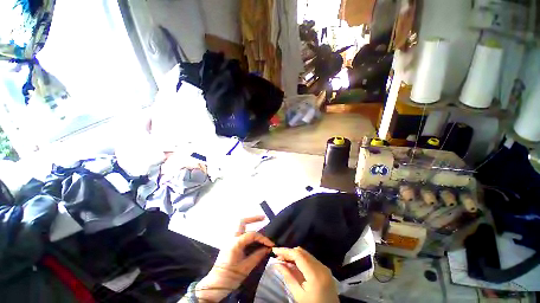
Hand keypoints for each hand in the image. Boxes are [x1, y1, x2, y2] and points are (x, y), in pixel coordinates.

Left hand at [195, 216, 272, 301]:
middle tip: (263, 218)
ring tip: (260, 222)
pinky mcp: (230, 243)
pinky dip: (247, 229)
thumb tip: (268, 248)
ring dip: (250, 222)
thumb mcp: (246, 268)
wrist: (214, 285)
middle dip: (253, 218)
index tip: (270, 244)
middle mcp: (231, 238)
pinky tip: (253, 235)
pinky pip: (239, 232)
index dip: (263, 238)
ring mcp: (229, 239)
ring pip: (240, 225)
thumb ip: (258, 255)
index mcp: (235, 243)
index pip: (252, 235)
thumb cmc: (230, 277)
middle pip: (242, 221)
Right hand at [273, 247, 338, 302]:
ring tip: (284, 260)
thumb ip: (288, 277)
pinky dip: (300, 259)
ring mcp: (324, 267)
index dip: (285, 251)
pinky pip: (310, 259)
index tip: (274, 250)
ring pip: (306, 254)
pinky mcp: (324, 269)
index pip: (298, 255)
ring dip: (294, 255)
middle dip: (289, 252)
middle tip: (278, 257)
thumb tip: (277, 264)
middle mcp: (321, 266)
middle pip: (302, 252)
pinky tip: (294, 264)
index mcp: (315, 274)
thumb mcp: (299, 295)